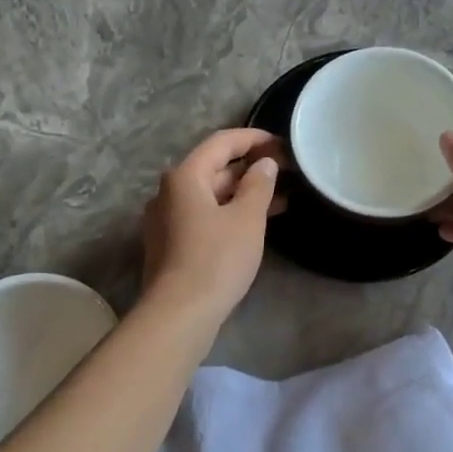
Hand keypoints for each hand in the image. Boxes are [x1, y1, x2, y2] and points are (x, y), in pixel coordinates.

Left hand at [142, 129, 282, 322]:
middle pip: (213, 168)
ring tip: (280, 199)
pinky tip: (255, 223)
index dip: (253, 138)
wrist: (179, 313)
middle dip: (250, 168)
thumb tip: (264, 164)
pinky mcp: (171, 243)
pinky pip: (204, 215)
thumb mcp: (247, 219)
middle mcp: (170, 192)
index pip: (222, 142)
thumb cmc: (217, 259)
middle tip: (286, 172)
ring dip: (243, 193)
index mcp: (185, 177)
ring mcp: (167, 219)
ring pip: (210, 194)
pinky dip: (230, 212)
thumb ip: (259, 185)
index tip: (282, 144)